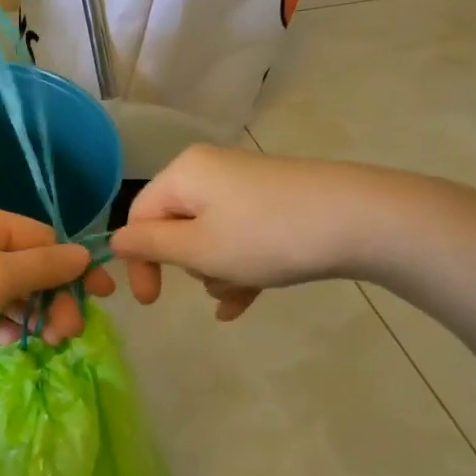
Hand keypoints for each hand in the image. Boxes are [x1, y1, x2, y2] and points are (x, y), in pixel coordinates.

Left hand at [0, 201, 114, 385]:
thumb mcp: (0, 276)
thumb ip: (46, 267)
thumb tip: (83, 255)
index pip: (42, 237)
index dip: (73, 267)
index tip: (101, 299)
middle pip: (24, 265)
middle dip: (50, 297)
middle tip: (66, 333)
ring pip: (2, 289)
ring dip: (27, 313)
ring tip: (44, 341)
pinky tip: (8, 342)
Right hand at [107, 146, 393, 320]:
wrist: (361, 220)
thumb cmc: (267, 236)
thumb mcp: (199, 249)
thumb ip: (150, 246)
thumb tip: (113, 241)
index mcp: (184, 174)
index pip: (139, 217)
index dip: (140, 261)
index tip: (152, 302)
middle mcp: (209, 171)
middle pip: (176, 227)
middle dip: (188, 265)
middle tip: (215, 280)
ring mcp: (245, 186)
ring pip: (210, 237)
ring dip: (216, 270)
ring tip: (241, 289)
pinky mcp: (273, 202)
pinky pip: (240, 237)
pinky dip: (238, 266)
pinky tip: (243, 303)